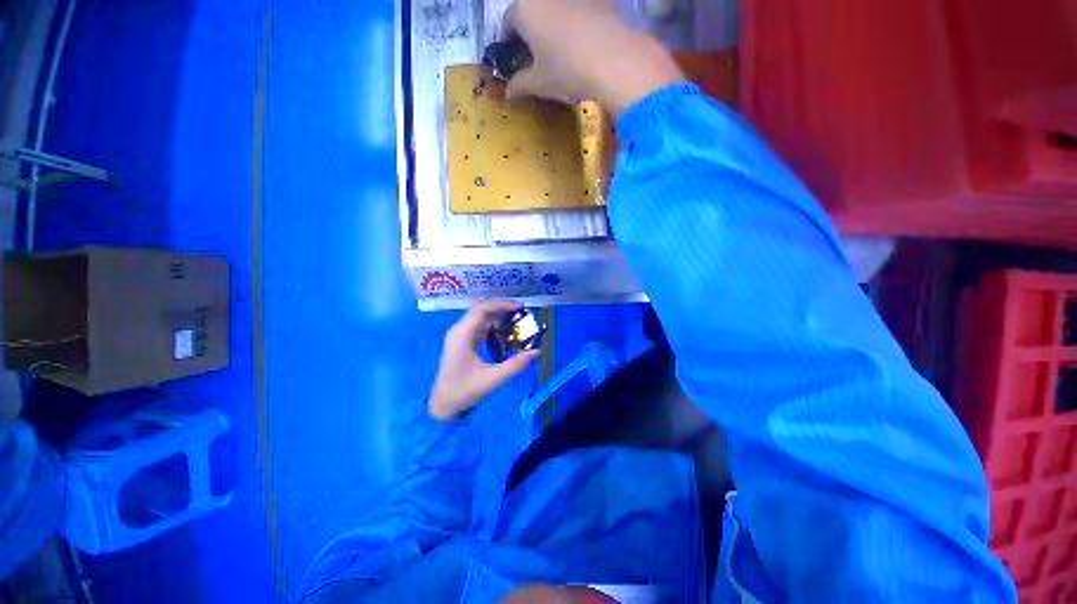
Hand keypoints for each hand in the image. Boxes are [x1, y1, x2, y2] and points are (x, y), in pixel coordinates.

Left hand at [429, 301, 540, 420]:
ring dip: (499, 318)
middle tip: (522, 313)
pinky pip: (479, 327)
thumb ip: (515, 365)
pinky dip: (493, 328)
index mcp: (462, 335)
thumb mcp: (492, 379)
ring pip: (481, 318)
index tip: (520, 307)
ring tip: (517, 323)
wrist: (443, 405)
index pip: (482, 309)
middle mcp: (459, 330)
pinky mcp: (462, 342)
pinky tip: (505, 335)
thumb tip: (537, 351)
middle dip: (502, 309)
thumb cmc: (464, 391)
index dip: (502, 305)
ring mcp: (459, 335)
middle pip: (482, 311)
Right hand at [503, 0, 682, 115]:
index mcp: (524, 9)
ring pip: (554, 9)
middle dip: (529, 32)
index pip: (506, 23)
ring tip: (558, 50)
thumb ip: (519, 84)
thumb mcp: (538, 83)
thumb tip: (509, 91)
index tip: (511, 59)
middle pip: (531, 12)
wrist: (614, 60)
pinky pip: (577, 10)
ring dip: (551, 26)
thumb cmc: (566, 70)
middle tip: (534, 57)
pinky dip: (573, 23)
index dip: (506, 43)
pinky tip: (580, 43)